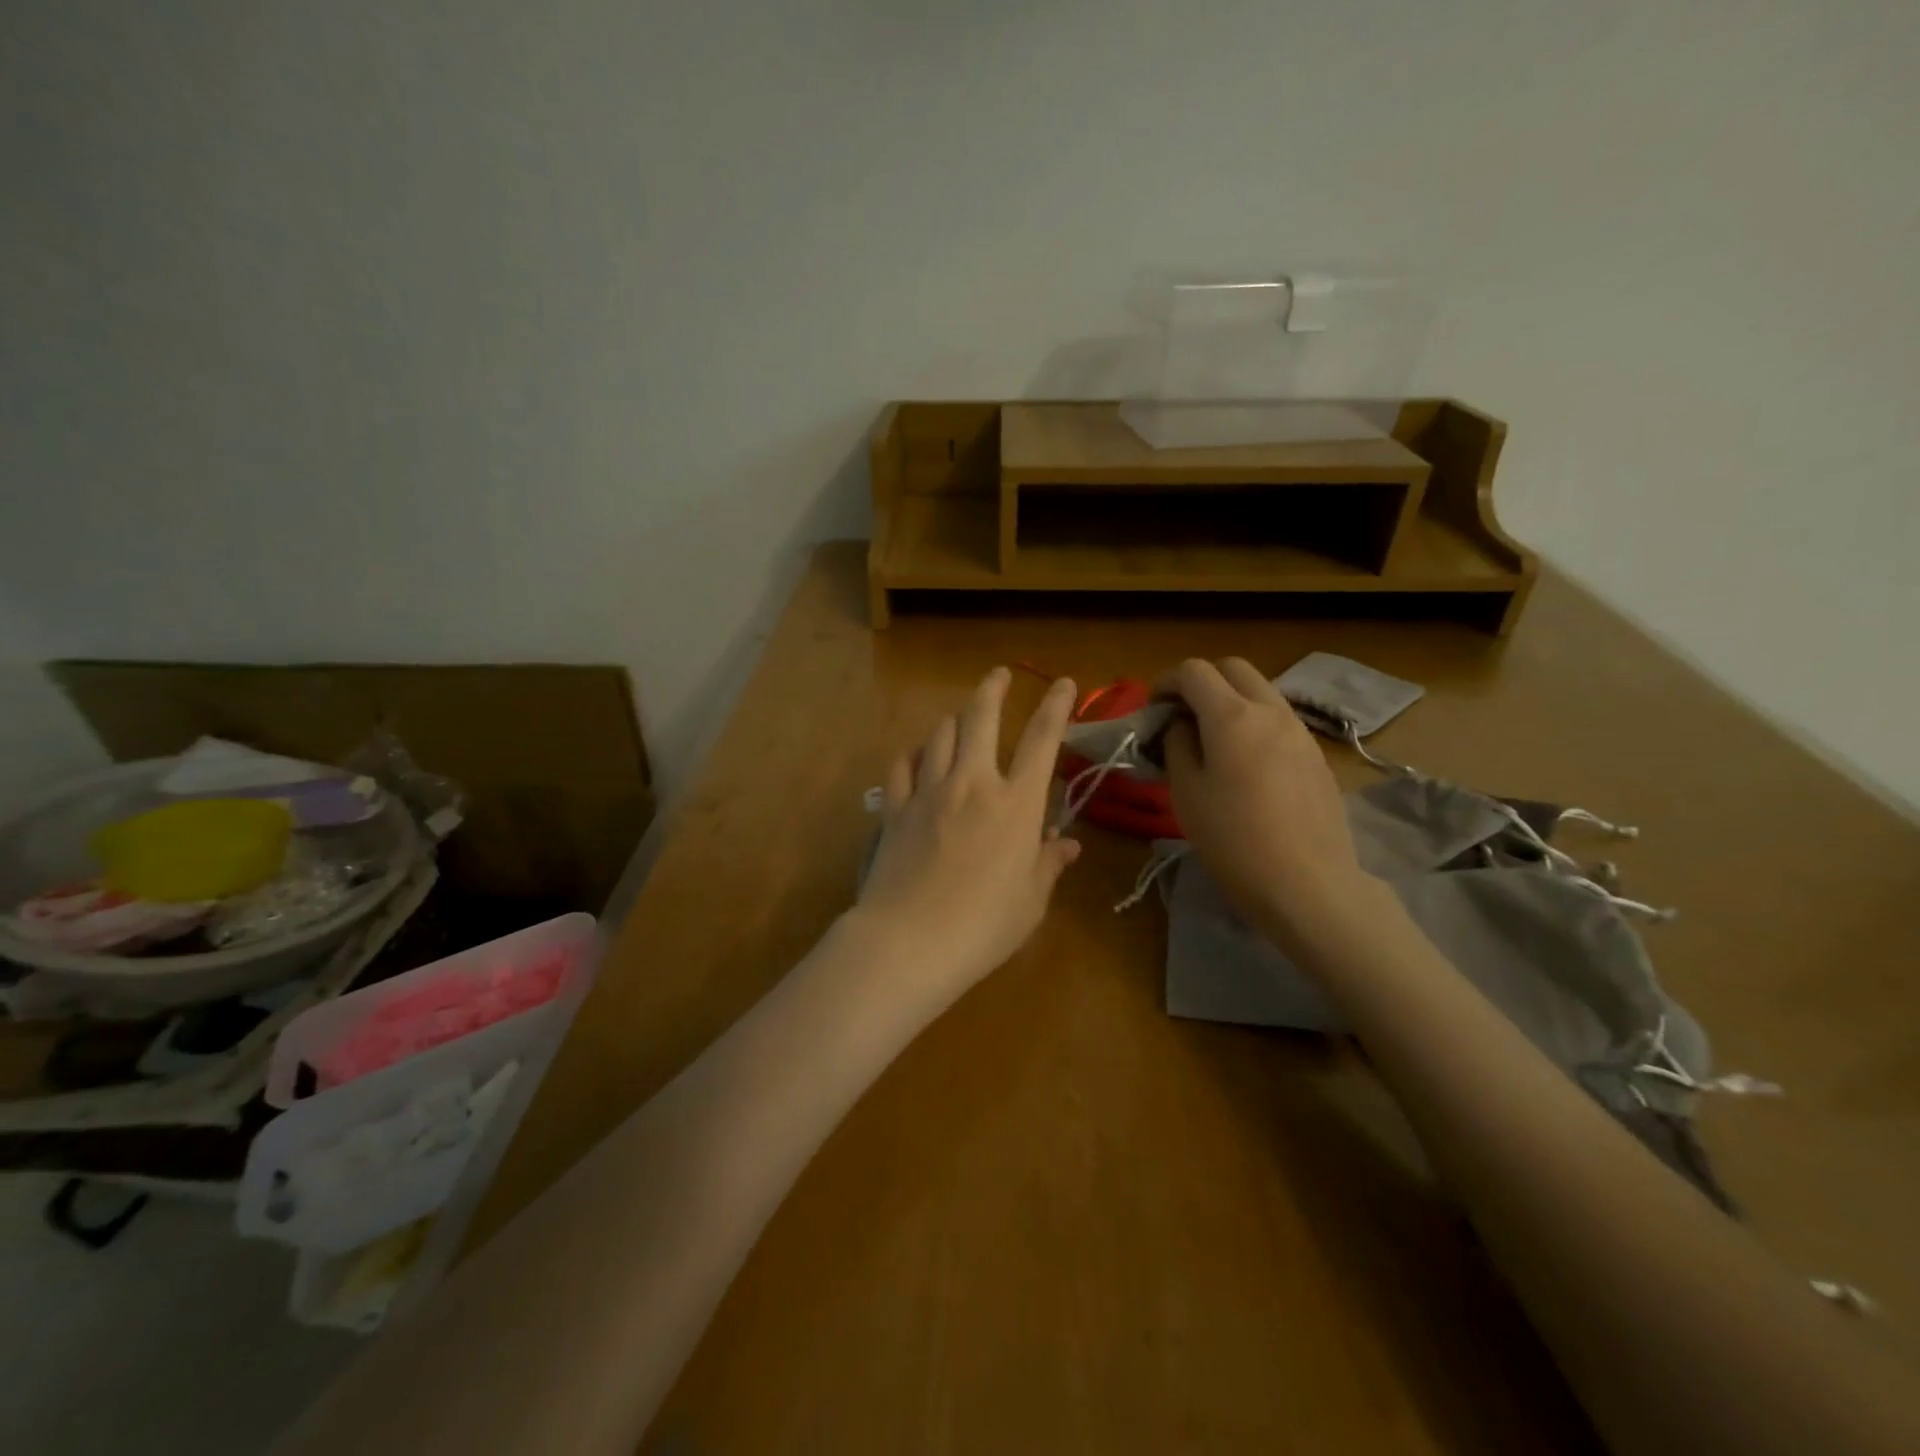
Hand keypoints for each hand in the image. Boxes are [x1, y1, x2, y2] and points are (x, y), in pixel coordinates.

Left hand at [853, 668, 1081, 1001]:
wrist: (910, 941)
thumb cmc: (983, 926)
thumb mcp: (1030, 901)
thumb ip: (1047, 864)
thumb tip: (1065, 844)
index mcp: (1015, 804)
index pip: (1042, 740)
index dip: (1057, 706)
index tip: (1064, 682)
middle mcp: (972, 784)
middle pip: (980, 718)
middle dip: (992, 689)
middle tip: (999, 674)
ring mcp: (928, 792)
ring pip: (939, 734)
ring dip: (953, 720)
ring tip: (960, 719)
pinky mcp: (895, 809)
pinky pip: (902, 766)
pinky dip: (913, 755)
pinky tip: (917, 758)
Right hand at [1159, 658, 1369, 942]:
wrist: (1308, 883)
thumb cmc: (1234, 840)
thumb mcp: (1186, 792)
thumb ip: (1177, 745)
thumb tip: (1181, 724)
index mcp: (1232, 716)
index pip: (1194, 671)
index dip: (1166, 681)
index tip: (1153, 708)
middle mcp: (1270, 710)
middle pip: (1233, 668)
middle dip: (1201, 681)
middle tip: (1181, 714)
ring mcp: (1299, 730)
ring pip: (1260, 690)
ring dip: (1230, 699)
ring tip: (1211, 739)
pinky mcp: (1315, 754)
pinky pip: (1278, 718)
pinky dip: (1253, 721)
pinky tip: (1244, 762)